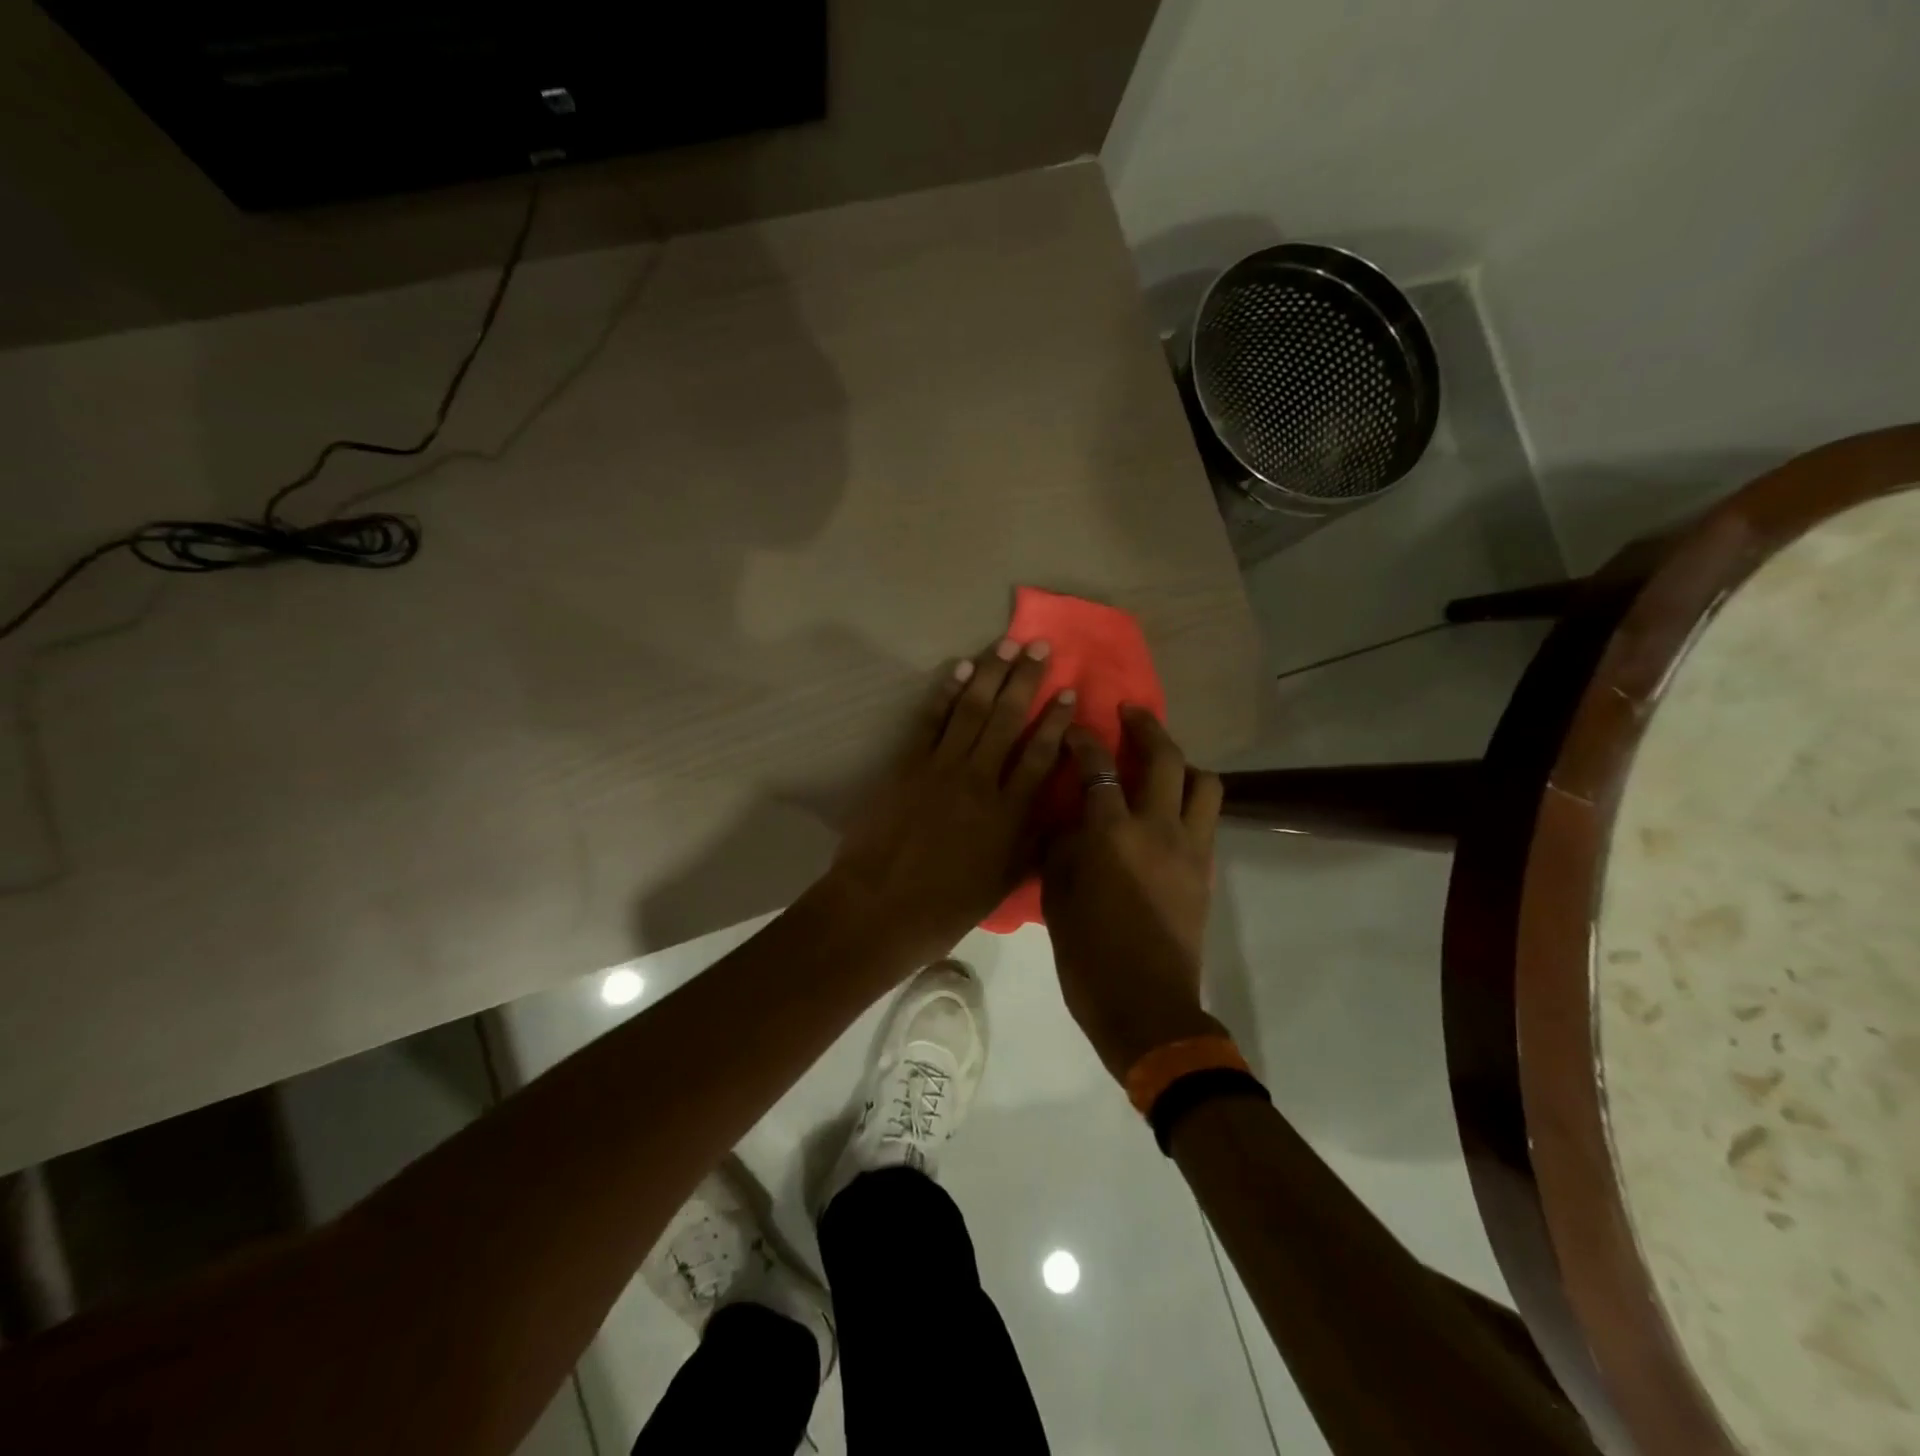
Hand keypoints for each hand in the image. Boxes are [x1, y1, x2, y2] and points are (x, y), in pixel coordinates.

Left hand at [829, 638, 1075, 960]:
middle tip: (1040, 646)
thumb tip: (1057, 815)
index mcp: (1008, 813)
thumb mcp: (1002, 884)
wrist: (878, 908)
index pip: (1040, 755)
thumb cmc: (944, 907)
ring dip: (990, 673)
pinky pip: (931, 720)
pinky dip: (947, 691)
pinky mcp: (906, 764)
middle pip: (1008, 719)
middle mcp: (979, 780)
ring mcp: (940, 767)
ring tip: (1006, 644)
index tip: (1070, 691)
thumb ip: (1032, 844)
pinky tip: (960, 668)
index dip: (1057, 721)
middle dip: (1026, 679)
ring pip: (972, 710)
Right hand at [1041, 707, 1225, 1079]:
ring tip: (1159, 763)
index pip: (1099, 769)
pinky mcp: (1206, 869)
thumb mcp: (1057, 896)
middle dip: (1146, 727)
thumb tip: (1070, 818)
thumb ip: (1063, 846)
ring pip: (1203, 782)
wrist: (1146, 1006)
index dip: (1084, 741)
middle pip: (1165, 759)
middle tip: (1129, 713)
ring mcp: (1190, 848)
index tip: (1074, 728)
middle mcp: (1158, 829)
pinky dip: (1189, 798)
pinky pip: (1206, 817)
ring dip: (1182, 762)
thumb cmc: (1088, 955)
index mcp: (1112, 835)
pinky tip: (1167, 808)